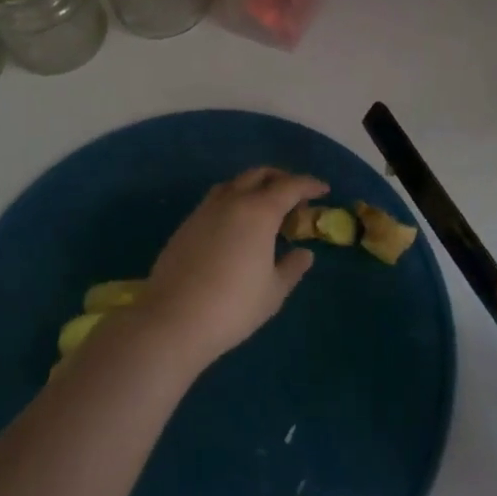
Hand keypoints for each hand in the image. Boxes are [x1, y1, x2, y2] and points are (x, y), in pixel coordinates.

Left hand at [136, 168, 328, 369]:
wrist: (173, 320)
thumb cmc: (233, 306)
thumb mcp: (273, 292)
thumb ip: (292, 268)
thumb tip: (304, 253)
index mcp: (259, 212)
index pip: (290, 186)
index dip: (309, 185)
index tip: (323, 189)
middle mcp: (232, 201)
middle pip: (259, 175)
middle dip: (280, 179)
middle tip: (295, 196)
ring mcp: (204, 210)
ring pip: (234, 183)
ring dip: (253, 186)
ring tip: (264, 208)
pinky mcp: (186, 225)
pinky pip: (216, 200)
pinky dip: (233, 201)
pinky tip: (236, 225)